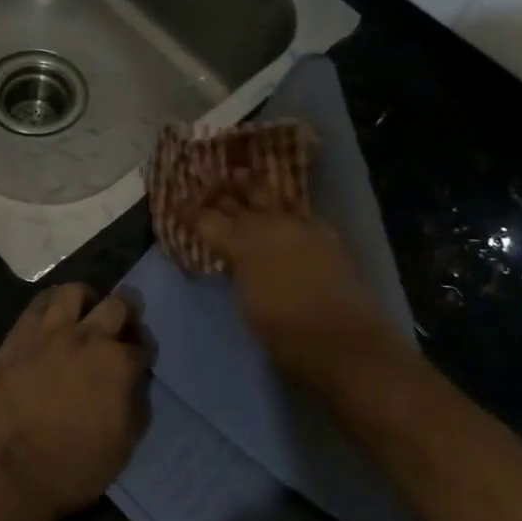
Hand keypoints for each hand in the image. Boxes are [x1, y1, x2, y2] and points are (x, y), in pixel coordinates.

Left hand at [0, 284, 153, 520]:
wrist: (10, 473)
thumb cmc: (73, 467)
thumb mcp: (124, 445)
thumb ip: (136, 404)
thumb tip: (134, 382)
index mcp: (118, 364)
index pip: (142, 346)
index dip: (142, 354)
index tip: (138, 363)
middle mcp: (88, 337)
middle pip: (117, 304)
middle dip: (126, 315)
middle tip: (119, 330)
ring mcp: (50, 331)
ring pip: (74, 291)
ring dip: (86, 301)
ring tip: (84, 315)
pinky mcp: (19, 335)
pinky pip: (38, 303)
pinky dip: (51, 305)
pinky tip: (53, 318)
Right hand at [195, 204, 401, 395]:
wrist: (343, 340)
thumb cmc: (283, 332)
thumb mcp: (245, 302)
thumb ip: (236, 270)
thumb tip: (232, 257)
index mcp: (240, 242)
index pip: (205, 218)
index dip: (189, 211)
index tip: (178, 204)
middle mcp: (267, 223)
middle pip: (236, 197)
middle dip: (219, 190)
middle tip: (208, 187)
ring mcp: (298, 224)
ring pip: (269, 195)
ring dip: (252, 189)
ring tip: (241, 180)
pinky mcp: (324, 232)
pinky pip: (296, 211)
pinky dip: (283, 210)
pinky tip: (280, 213)